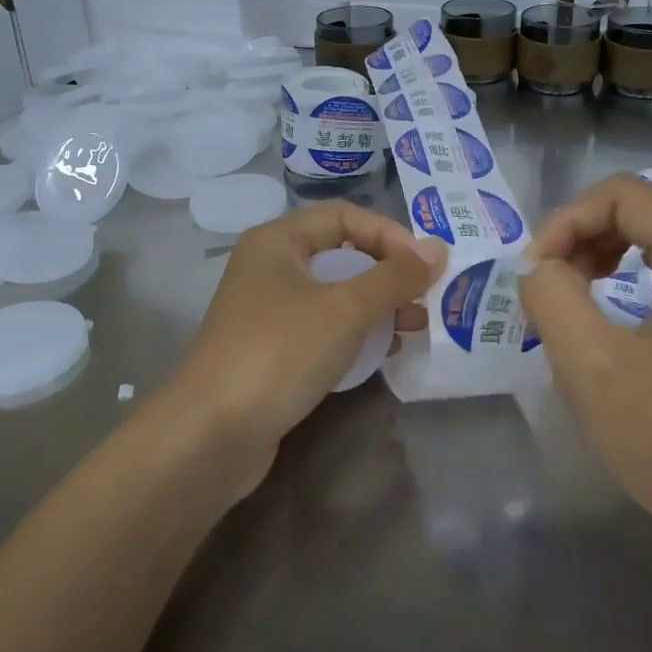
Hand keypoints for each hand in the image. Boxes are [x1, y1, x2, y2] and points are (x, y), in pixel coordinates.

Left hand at [171, 201, 445, 470]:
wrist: (212, 435)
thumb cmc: (280, 352)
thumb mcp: (345, 309)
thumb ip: (395, 277)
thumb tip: (439, 249)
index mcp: (277, 241)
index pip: (345, 217)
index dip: (389, 234)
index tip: (426, 266)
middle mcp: (271, 268)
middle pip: (342, 254)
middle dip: (388, 273)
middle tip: (427, 296)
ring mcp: (270, 312)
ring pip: (336, 295)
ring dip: (378, 305)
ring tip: (416, 325)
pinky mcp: (275, 351)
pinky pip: (325, 328)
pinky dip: (356, 334)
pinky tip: (386, 351)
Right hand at [519, 175, 651, 561]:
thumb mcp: (591, 366)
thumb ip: (552, 296)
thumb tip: (541, 267)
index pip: (625, 195)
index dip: (567, 219)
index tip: (535, 270)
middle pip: (649, 207)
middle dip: (588, 230)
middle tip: (552, 277)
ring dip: (610, 249)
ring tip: (575, 290)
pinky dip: (636, 273)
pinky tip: (615, 314)